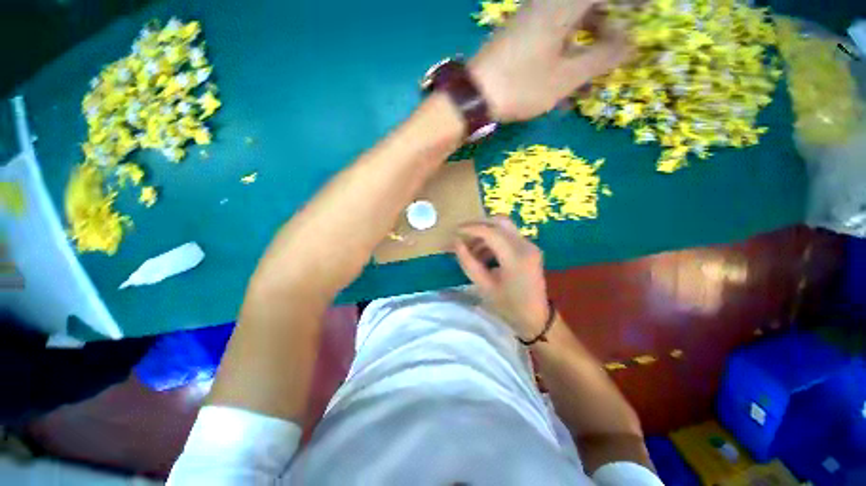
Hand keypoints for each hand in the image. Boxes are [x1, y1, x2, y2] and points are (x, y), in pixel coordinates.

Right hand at [454, 217, 549, 338]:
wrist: (536, 318)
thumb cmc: (508, 306)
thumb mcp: (483, 285)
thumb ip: (468, 261)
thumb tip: (456, 242)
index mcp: (515, 257)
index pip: (490, 232)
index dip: (470, 229)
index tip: (455, 232)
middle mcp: (525, 245)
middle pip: (499, 221)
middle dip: (478, 225)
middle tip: (462, 235)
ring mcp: (530, 245)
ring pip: (503, 227)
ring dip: (485, 233)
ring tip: (471, 250)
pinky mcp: (529, 248)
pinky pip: (508, 235)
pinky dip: (493, 240)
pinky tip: (484, 254)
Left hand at [469, 0, 630, 121]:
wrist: (473, 97)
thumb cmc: (520, 86)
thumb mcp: (566, 77)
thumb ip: (601, 58)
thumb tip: (631, 45)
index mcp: (563, 6)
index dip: (628, 4)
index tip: (643, 13)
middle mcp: (547, 5)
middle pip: (587, 9)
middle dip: (605, 31)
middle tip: (615, 54)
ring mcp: (530, 22)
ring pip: (568, 28)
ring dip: (582, 52)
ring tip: (586, 83)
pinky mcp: (518, 39)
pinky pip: (549, 42)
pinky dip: (561, 60)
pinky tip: (561, 88)